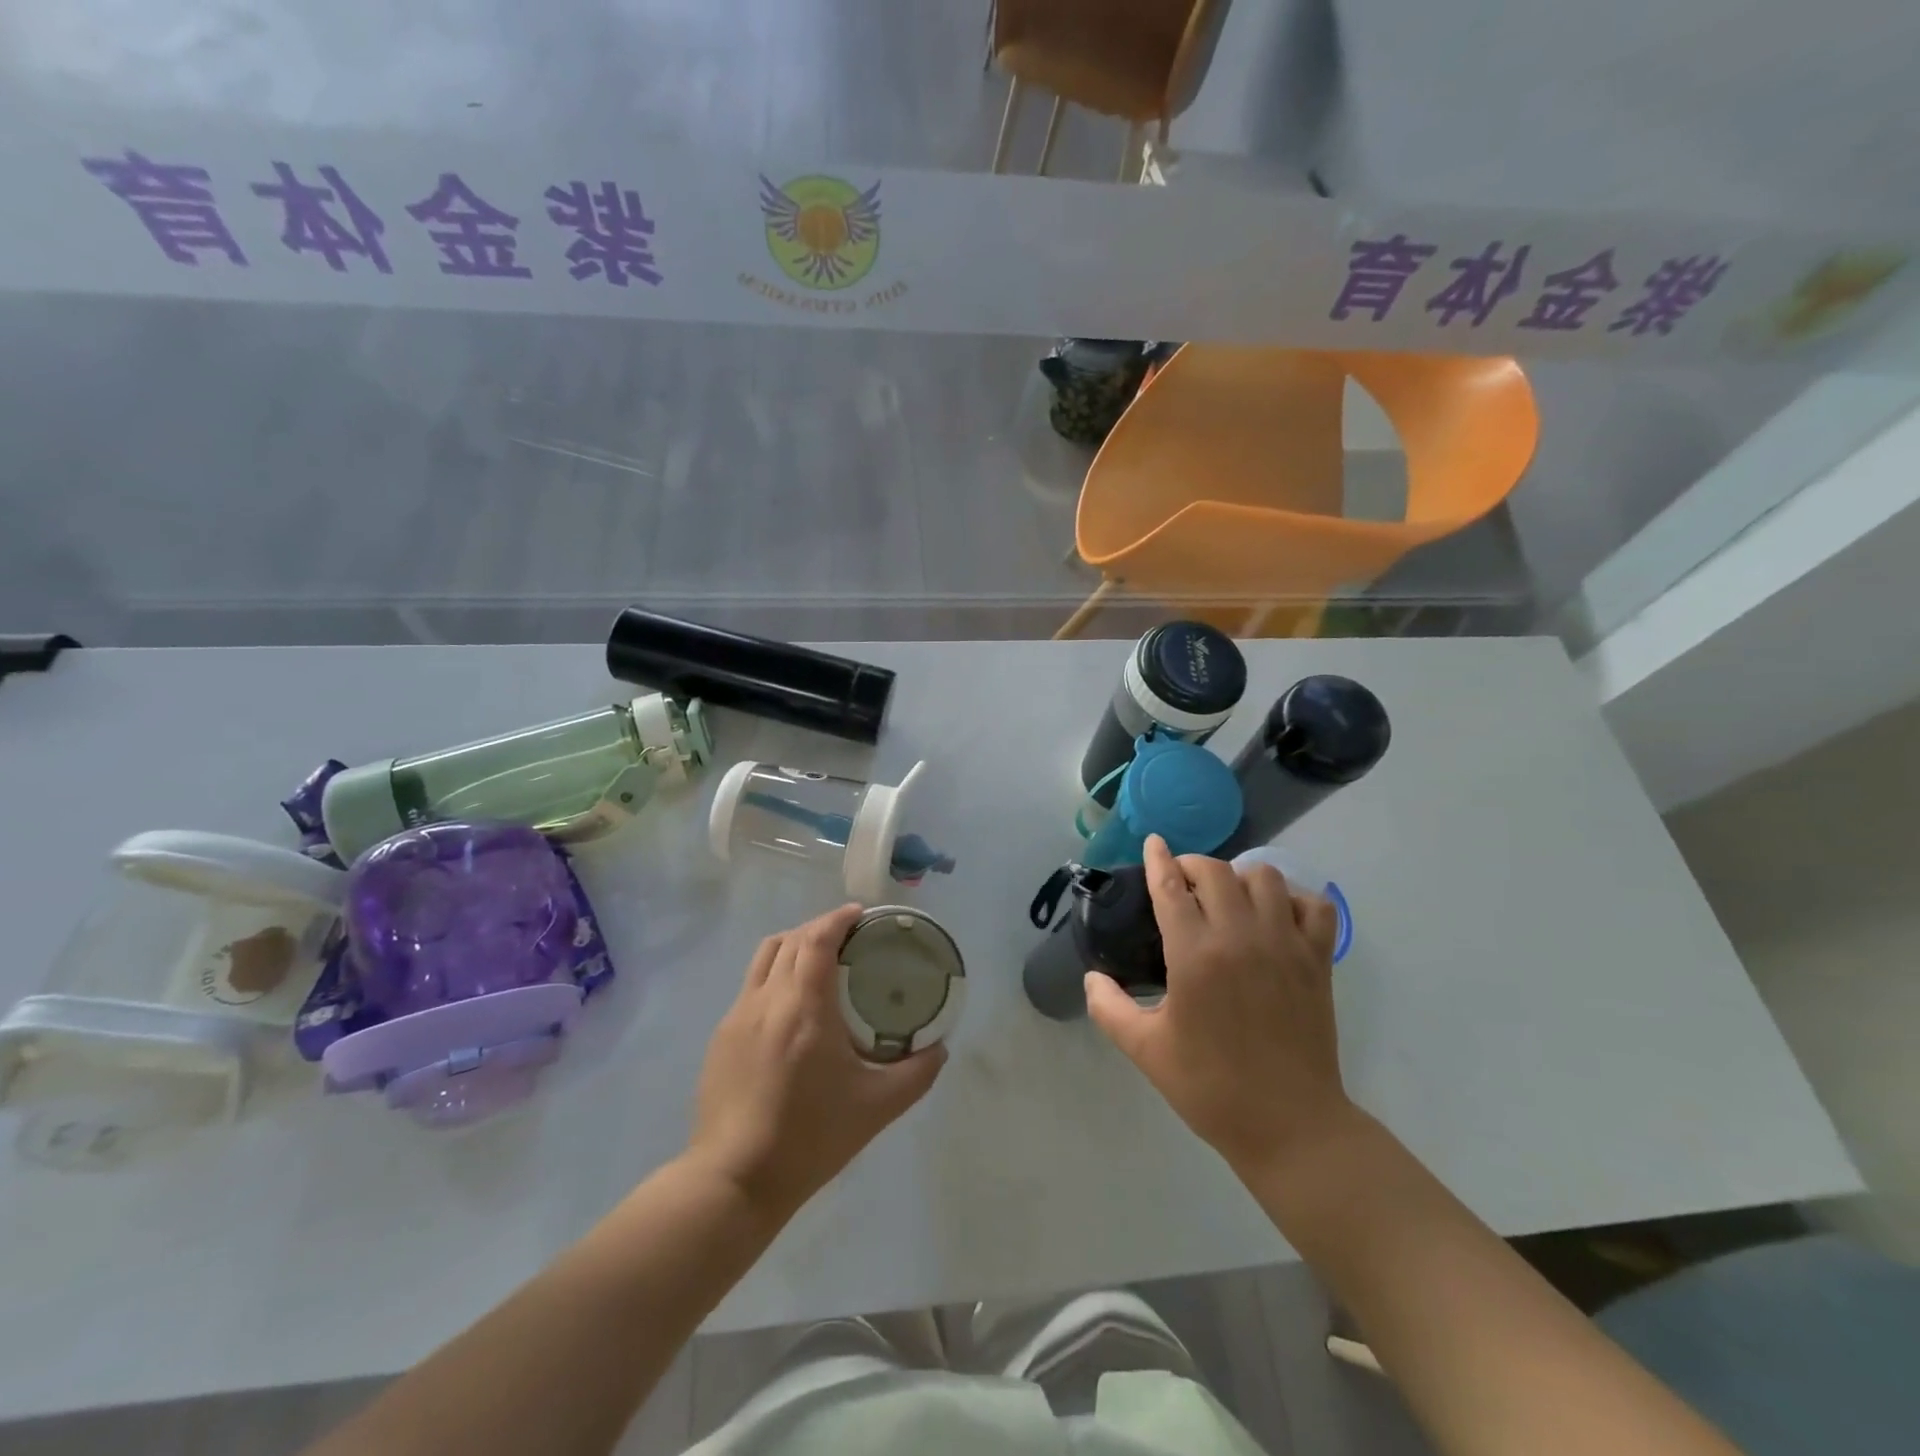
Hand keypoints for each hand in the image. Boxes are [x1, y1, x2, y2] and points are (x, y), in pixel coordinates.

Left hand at [687, 904, 945, 1221]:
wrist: (735, 1180)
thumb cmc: (811, 1137)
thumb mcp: (877, 1107)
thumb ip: (916, 1073)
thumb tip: (940, 1048)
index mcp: (805, 1006)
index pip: (818, 938)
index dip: (838, 918)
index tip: (860, 914)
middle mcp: (768, 999)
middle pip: (792, 939)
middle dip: (820, 928)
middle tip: (848, 938)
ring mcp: (738, 1016)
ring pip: (765, 956)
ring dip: (794, 945)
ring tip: (818, 960)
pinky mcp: (722, 1036)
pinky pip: (751, 986)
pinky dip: (775, 975)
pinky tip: (791, 1005)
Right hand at [1085, 835, 1353, 1173]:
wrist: (1290, 1125)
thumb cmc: (1210, 1087)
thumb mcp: (1145, 1050)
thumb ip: (1109, 1007)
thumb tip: (1092, 977)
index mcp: (1195, 955)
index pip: (1170, 886)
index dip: (1157, 859)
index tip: (1151, 842)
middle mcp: (1241, 936)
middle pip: (1215, 871)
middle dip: (1191, 865)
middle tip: (1179, 883)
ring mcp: (1285, 944)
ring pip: (1264, 877)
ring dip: (1239, 877)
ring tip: (1226, 897)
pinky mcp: (1317, 960)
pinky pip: (1314, 905)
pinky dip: (1294, 899)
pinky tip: (1276, 915)